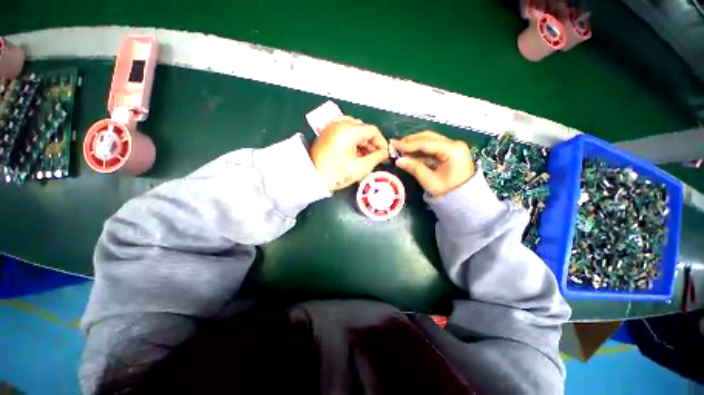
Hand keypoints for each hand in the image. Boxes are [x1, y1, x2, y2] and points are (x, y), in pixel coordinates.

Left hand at [311, 116, 388, 190]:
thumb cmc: (337, 174)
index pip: (372, 131)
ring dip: (362, 141)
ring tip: (364, 156)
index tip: (384, 154)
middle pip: (363, 129)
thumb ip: (377, 158)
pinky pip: (345, 131)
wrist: (311, 178)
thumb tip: (385, 153)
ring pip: (354, 129)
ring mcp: (332, 127)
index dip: (381, 143)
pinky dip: (352, 139)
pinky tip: (354, 151)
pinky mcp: (327, 132)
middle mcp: (340, 123)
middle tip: (375, 157)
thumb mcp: (361, 167)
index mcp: (349, 130)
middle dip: (371, 143)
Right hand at [391, 131, 474, 196]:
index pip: (426, 143)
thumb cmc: (448, 192)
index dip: (408, 144)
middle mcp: (454, 144)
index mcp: (453, 150)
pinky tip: (409, 153)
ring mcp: (453, 147)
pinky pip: (432, 147)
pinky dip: (420, 150)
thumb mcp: (430, 181)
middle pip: (428, 137)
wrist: (465, 199)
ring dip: (414, 144)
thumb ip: (414, 168)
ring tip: (400, 148)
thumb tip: (398, 160)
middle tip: (395, 144)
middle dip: (410, 141)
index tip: (394, 144)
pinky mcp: (450, 151)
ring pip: (430, 141)